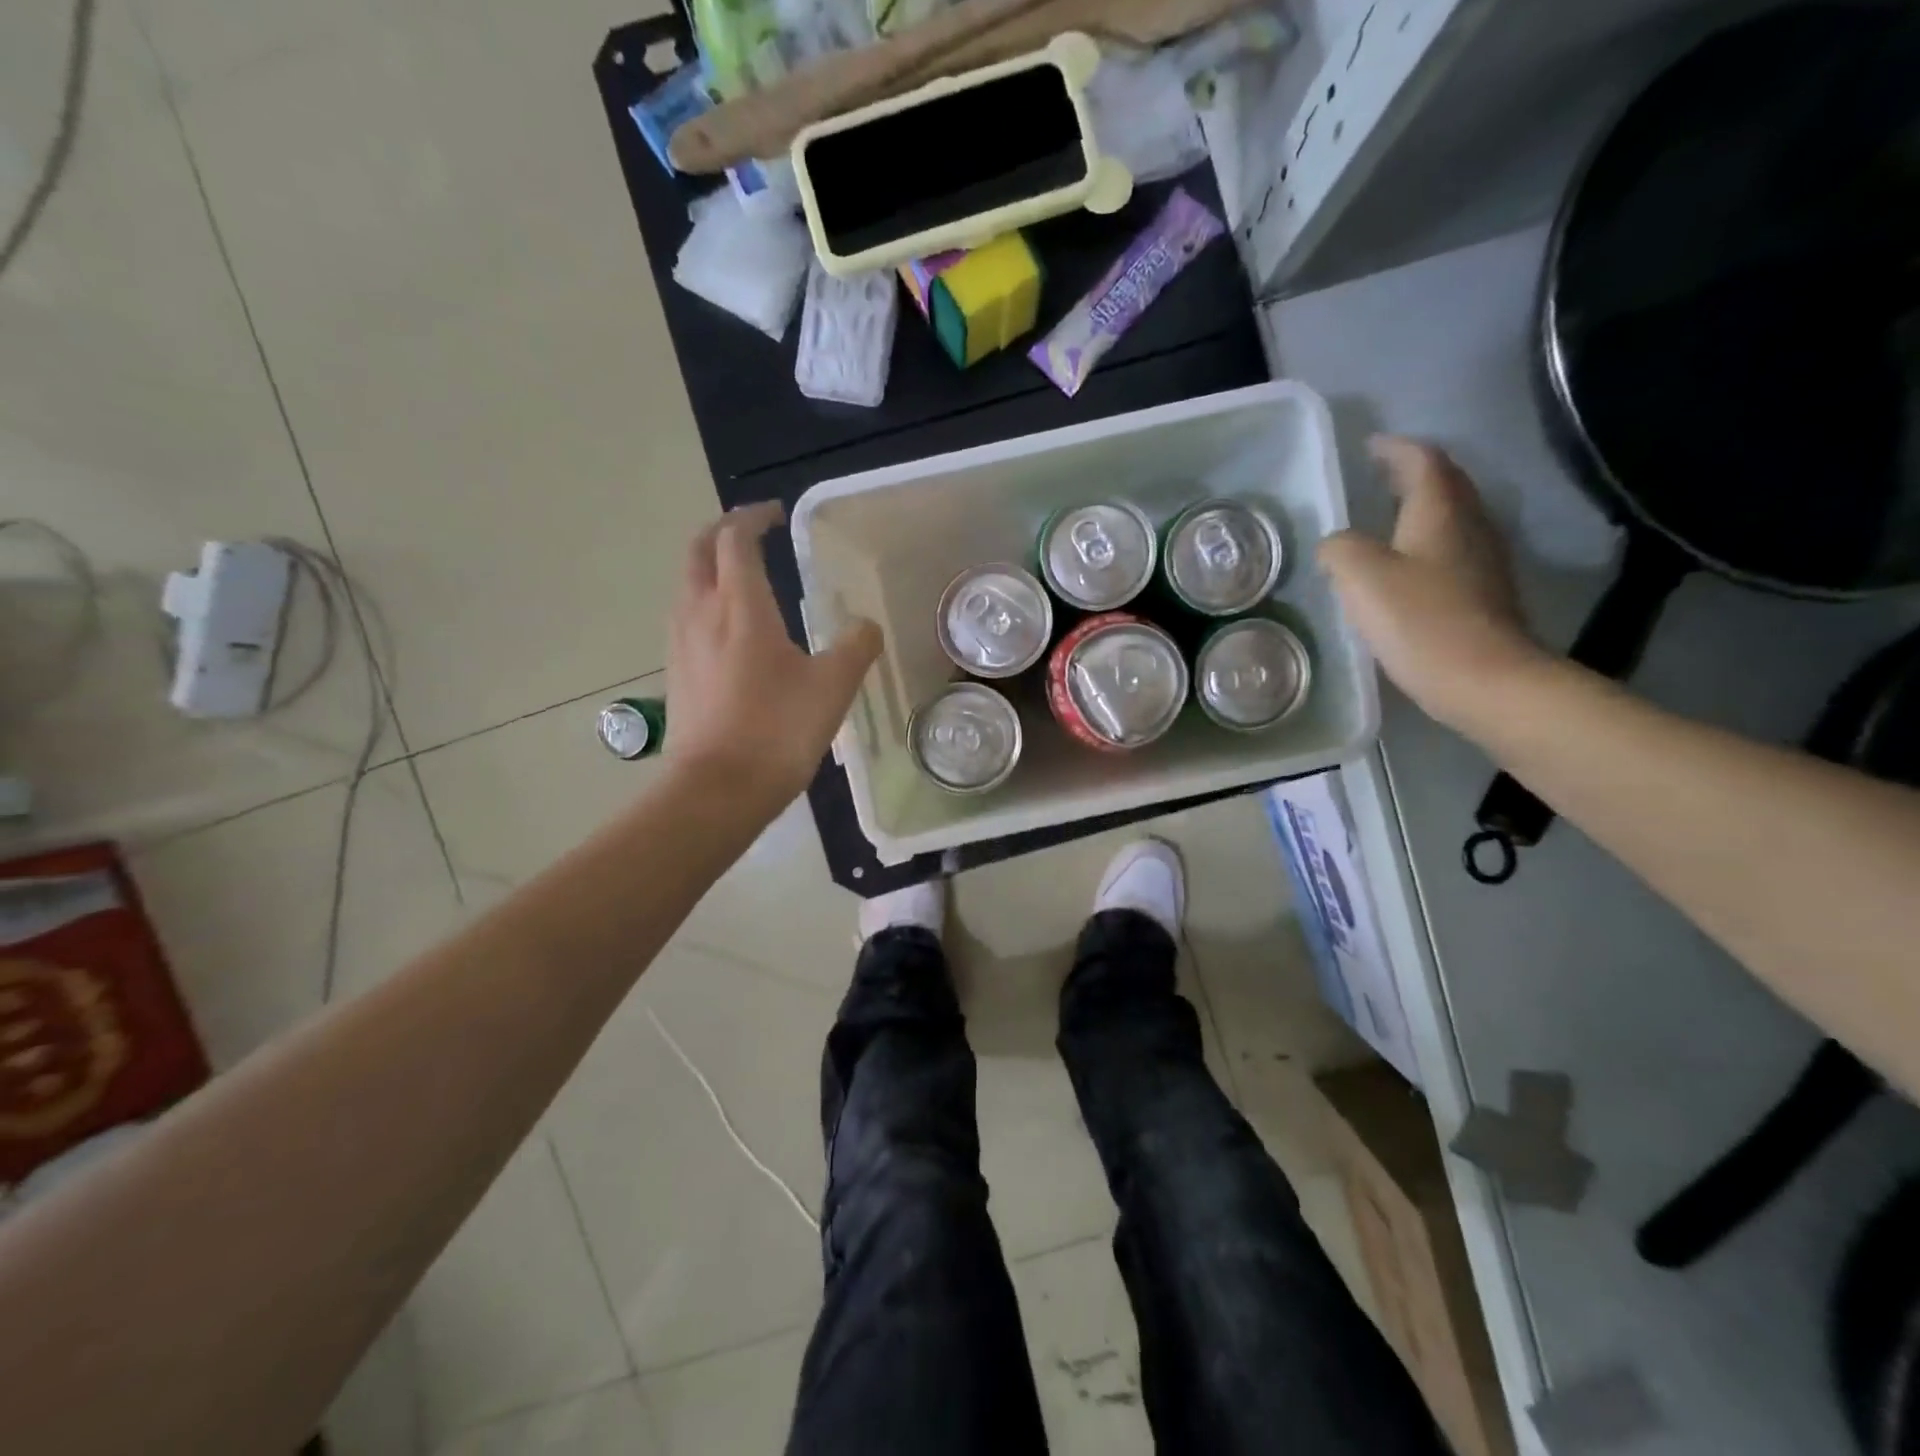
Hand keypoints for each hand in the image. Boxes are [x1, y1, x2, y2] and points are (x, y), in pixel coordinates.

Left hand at [665, 502, 881, 809]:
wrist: (717, 790)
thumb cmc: (777, 730)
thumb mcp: (832, 686)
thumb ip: (855, 647)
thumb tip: (867, 626)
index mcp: (740, 606)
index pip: (735, 539)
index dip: (753, 518)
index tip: (776, 515)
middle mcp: (700, 613)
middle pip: (698, 551)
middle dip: (722, 532)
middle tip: (752, 533)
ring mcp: (681, 644)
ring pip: (686, 585)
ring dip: (710, 568)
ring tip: (742, 579)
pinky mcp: (675, 674)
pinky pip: (686, 619)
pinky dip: (705, 603)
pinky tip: (729, 632)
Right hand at [1318, 437, 1546, 729]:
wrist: (1484, 680)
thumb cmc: (1420, 621)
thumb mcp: (1361, 578)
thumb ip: (1339, 549)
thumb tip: (1336, 545)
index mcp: (1440, 513)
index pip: (1423, 462)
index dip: (1396, 449)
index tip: (1370, 445)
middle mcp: (1469, 526)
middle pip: (1446, 485)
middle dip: (1412, 473)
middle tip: (1379, 475)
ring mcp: (1483, 561)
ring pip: (1452, 517)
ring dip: (1421, 507)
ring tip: (1386, 515)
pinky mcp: (1483, 594)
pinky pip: (1452, 550)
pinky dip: (1426, 542)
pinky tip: (1405, 565)